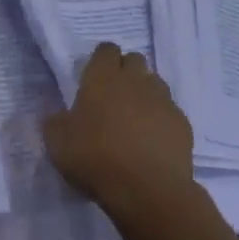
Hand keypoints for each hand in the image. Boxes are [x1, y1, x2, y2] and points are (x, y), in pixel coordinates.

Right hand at [42, 43, 197, 227]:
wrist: (147, 190)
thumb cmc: (95, 158)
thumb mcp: (58, 143)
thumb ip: (55, 122)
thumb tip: (58, 116)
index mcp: (102, 77)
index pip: (106, 49)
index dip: (100, 60)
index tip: (93, 78)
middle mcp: (135, 80)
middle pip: (134, 60)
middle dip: (125, 72)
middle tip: (113, 97)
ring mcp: (163, 100)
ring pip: (155, 84)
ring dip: (145, 94)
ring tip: (134, 119)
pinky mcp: (183, 123)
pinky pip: (170, 112)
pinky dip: (161, 120)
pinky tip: (152, 142)